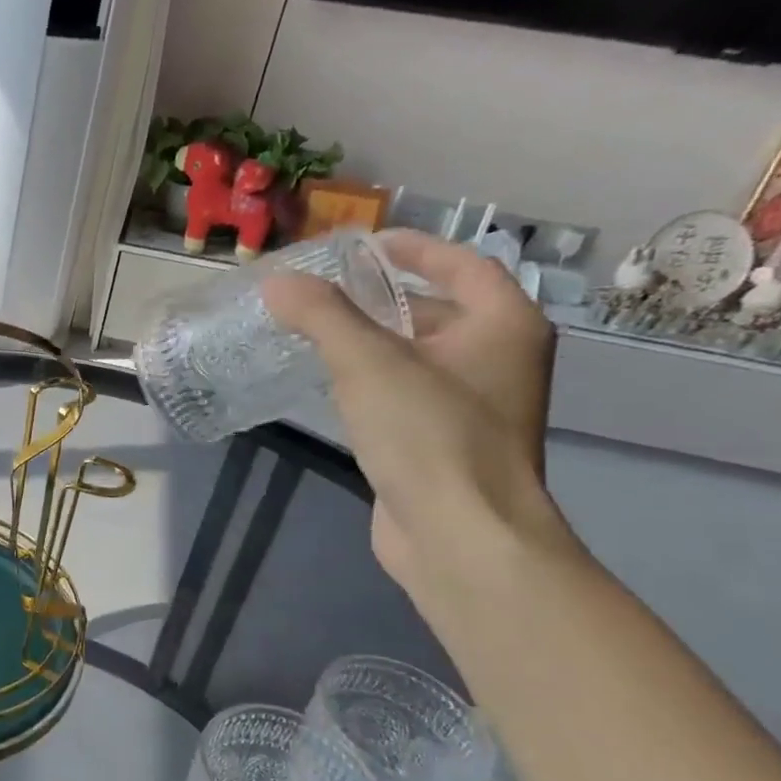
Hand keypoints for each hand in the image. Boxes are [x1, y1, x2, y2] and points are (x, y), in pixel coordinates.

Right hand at [261, 230, 568, 597]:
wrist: (459, 535)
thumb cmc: (428, 434)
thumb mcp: (368, 363)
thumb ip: (321, 315)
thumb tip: (277, 280)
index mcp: (503, 325)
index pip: (462, 264)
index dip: (413, 248)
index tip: (363, 245)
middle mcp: (499, 360)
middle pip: (439, 310)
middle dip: (383, 298)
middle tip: (325, 291)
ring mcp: (474, 407)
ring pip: (418, 357)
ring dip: (373, 342)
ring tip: (315, 332)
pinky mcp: (444, 444)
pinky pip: (406, 395)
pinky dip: (373, 383)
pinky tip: (332, 387)